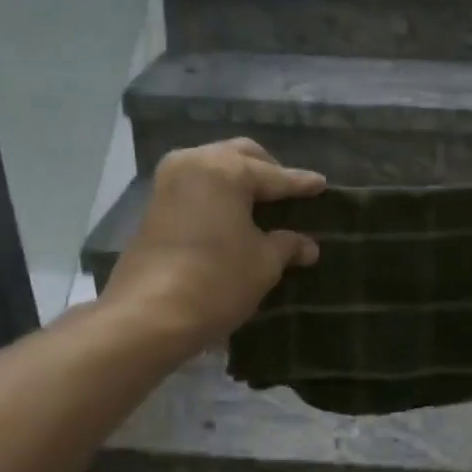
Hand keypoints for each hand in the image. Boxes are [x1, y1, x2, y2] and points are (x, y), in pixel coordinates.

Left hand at [101, 138, 325, 351]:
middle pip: (240, 156)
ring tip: (261, 201)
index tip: (322, 185)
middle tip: (289, 189)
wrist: (149, 314)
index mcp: (226, 169)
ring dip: (238, 179)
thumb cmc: (217, 281)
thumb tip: (308, 246)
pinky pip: (197, 187)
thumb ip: (287, 246)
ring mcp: (168, 182)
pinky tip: (233, 214)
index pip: (274, 175)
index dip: (301, 184)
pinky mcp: (154, 206)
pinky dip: (218, 194)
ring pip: (214, 167)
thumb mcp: (263, 264)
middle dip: (267, 170)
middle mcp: (194, 163)